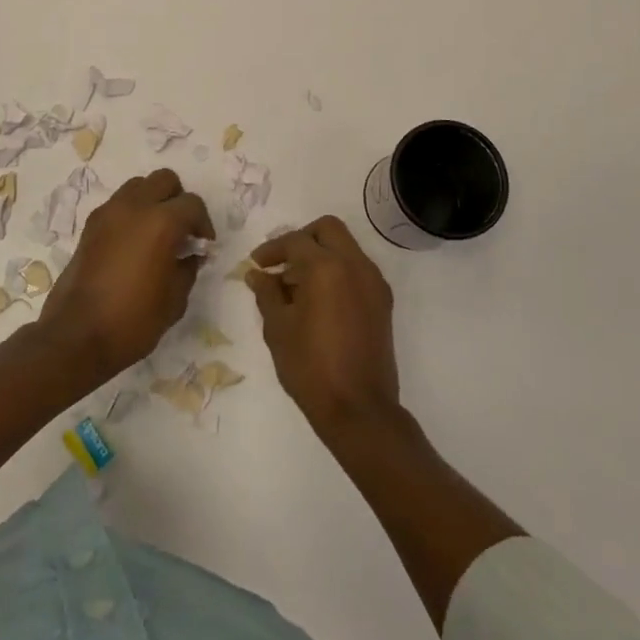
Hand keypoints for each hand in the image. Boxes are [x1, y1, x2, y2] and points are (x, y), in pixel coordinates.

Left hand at [39, 169, 215, 381]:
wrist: (77, 336)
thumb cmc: (133, 321)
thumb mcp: (175, 300)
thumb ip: (188, 268)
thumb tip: (190, 254)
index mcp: (161, 222)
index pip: (192, 204)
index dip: (203, 224)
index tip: (203, 246)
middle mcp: (134, 207)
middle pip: (164, 180)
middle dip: (178, 200)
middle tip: (182, 231)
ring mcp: (108, 213)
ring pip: (138, 186)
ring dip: (152, 201)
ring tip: (156, 234)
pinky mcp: (90, 226)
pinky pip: (118, 204)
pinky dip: (131, 213)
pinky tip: (133, 244)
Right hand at [247, 216, 402, 436]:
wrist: (359, 409)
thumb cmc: (310, 367)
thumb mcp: (278, 328)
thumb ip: (267, 293)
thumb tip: (258, 274)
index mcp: (327, 267)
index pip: (296, 241)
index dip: (272, 249)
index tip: (257, 264)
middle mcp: (356, 265)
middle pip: (328, 230)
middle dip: (301, 239)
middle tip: (281, 263)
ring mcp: (374, 283)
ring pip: (345, 248)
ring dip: (320, 255)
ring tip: (295, 287)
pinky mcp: (383, 302)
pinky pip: (357, 270)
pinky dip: (336, 272)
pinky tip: (317, 300)